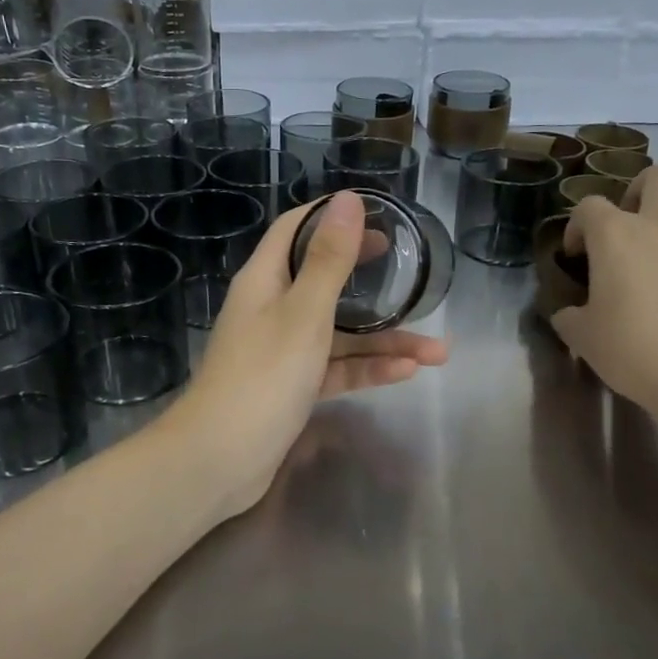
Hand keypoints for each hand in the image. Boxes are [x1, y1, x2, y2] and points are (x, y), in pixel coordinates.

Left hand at [164, 191, 447, 518]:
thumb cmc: (262, 376)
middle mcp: (272, 309)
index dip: (333, 218)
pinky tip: (406, 373)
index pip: (296, 230)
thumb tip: (348, 200)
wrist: (220, 459)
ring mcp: (282, 350)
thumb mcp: (304, 313)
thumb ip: (329, 260)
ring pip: (340, 333)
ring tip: (437, 351)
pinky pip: (336, 368)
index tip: (377, 218)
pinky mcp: (293, 387)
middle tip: (410, 271)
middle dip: (370, 278)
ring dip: (385, 340)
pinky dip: (367, 369)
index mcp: (265, 280)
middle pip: (325, 281)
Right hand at [551, 166, 657, 433]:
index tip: (575, 257)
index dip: (577, 226)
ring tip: (650, 284)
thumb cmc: (636, 348)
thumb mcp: (584, 339)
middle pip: (656, 178)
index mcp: (616, 235)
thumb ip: (570, 318)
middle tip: (624, 230)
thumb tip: (568, 314)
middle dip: (637, 191)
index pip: (589, 206)